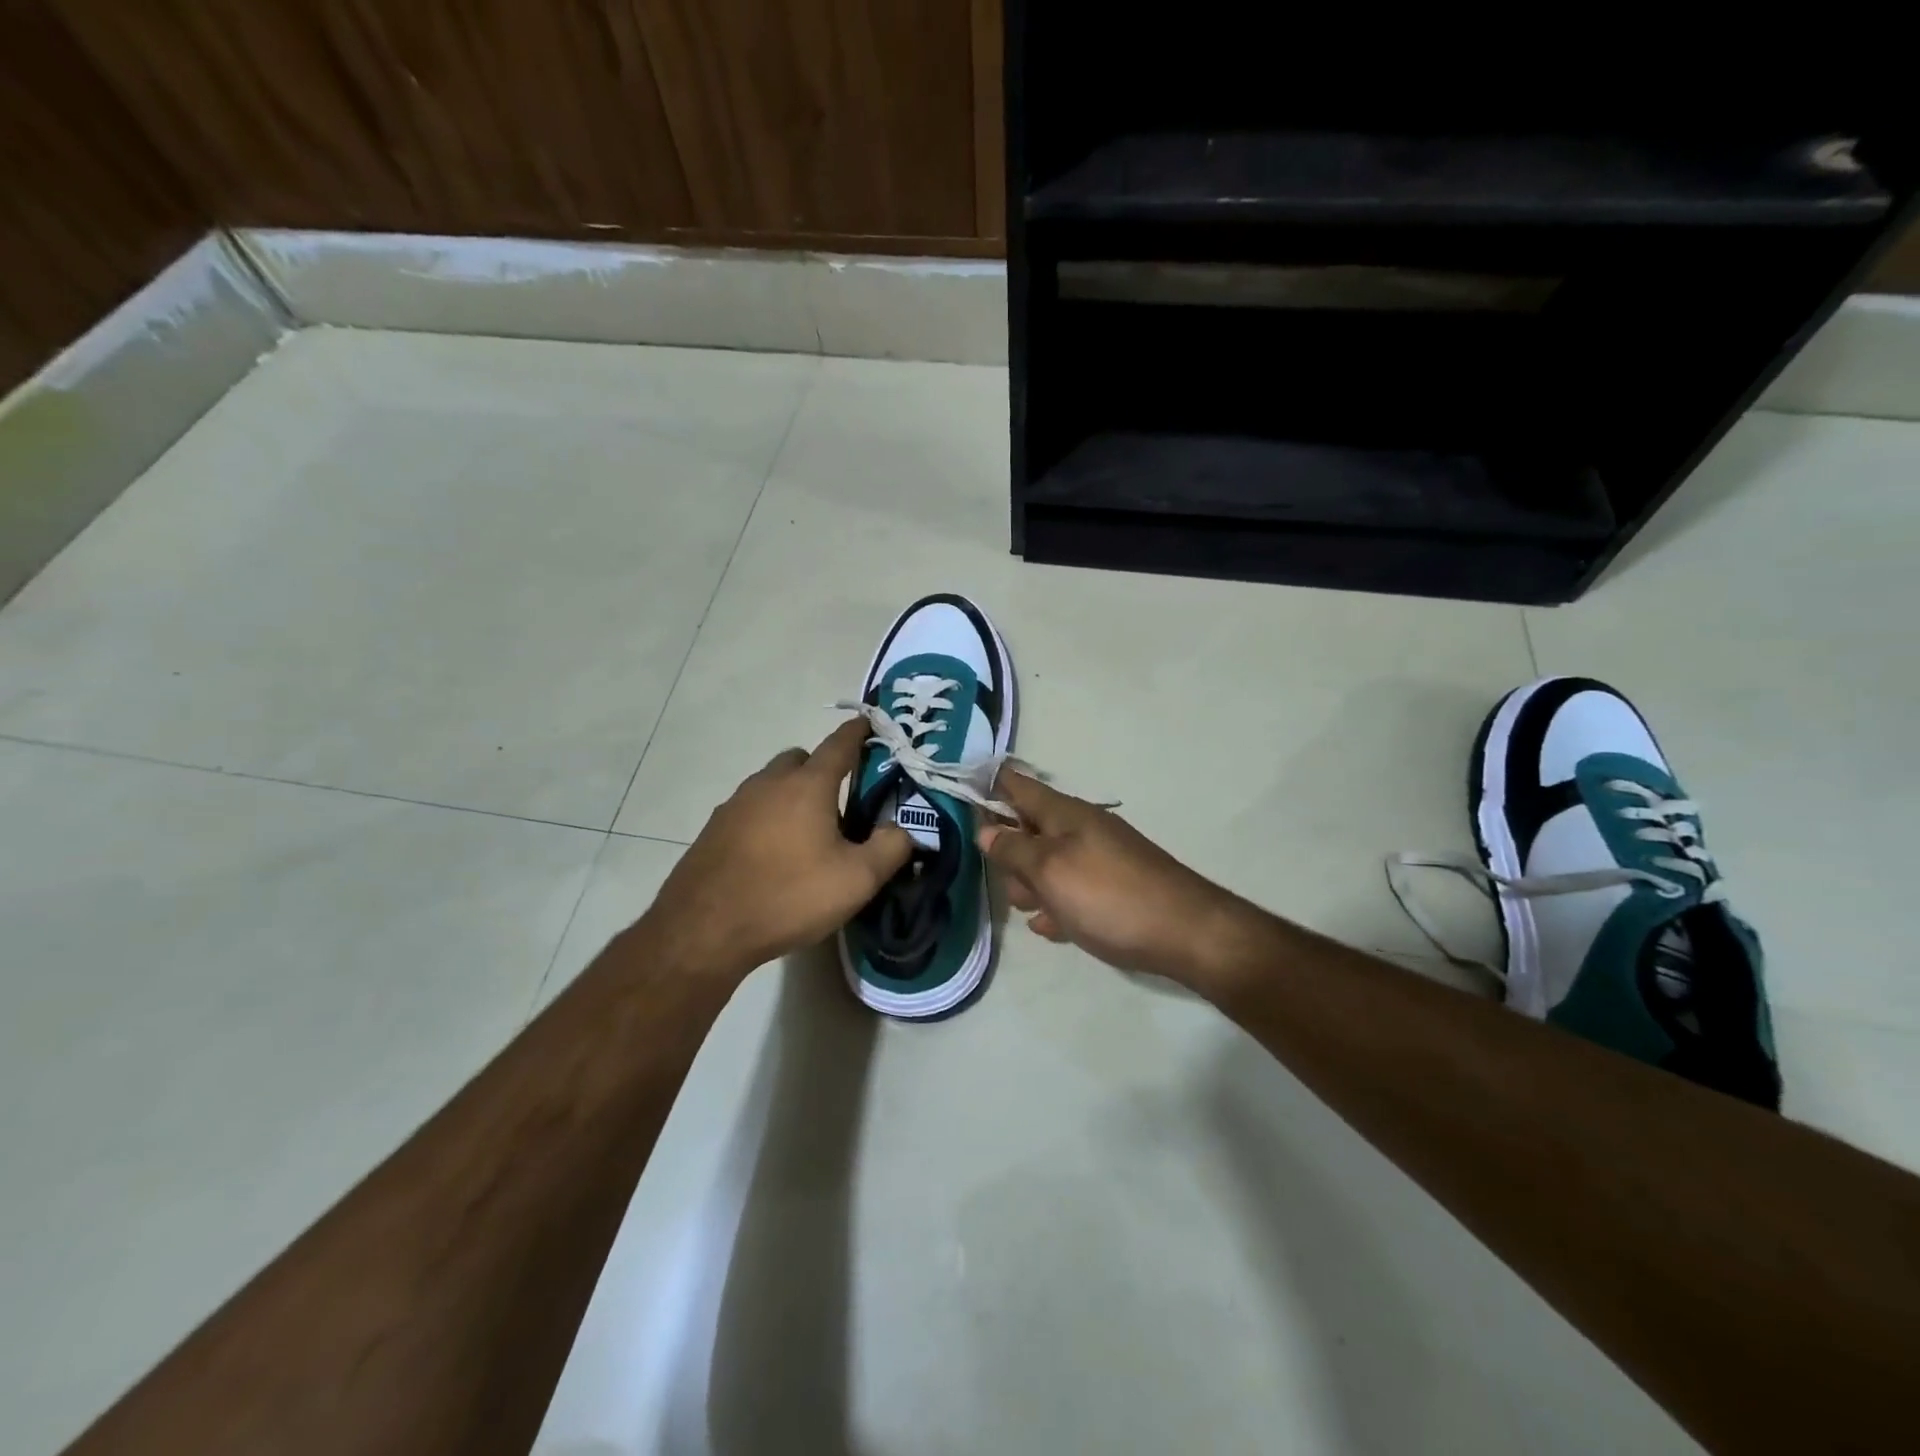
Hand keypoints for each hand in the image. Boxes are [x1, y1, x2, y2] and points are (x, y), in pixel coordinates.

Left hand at [648, 719, 912, 978]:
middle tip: (841, 802)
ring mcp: (736, 804)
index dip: (858, 732)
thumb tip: (903, 828)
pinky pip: (751, 809)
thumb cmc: (788, 896)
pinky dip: (768, 818)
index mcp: (807, 785)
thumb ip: (890, 848)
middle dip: (822, 768)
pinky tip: (774, 854)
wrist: (704, 930)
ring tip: (808, 834)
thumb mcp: (857, 880)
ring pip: (772, 784)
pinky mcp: (715, 829)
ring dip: (793, 795)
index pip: (839, 744)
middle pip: (800, 759)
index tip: (869, 724)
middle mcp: (769, 783)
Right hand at [977, 770, 1268, 989]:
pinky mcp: (1111, 889)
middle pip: (1027, 831)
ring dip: (1034, 889)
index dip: (987, 785)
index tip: (958, 795)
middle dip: (1012, 859)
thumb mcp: (1050, 870)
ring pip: (1046, 866)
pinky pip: (1070, 891)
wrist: (1186, 934)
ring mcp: (1097, 858)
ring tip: (1043, 917)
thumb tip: (985, 828)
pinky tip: (1058, 930)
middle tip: (1020, 891)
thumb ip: (1013, 848)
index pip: (1016, 785)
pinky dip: (1059, 907)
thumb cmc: (1109, 896)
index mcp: (1064, 813)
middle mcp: (1079, 828)